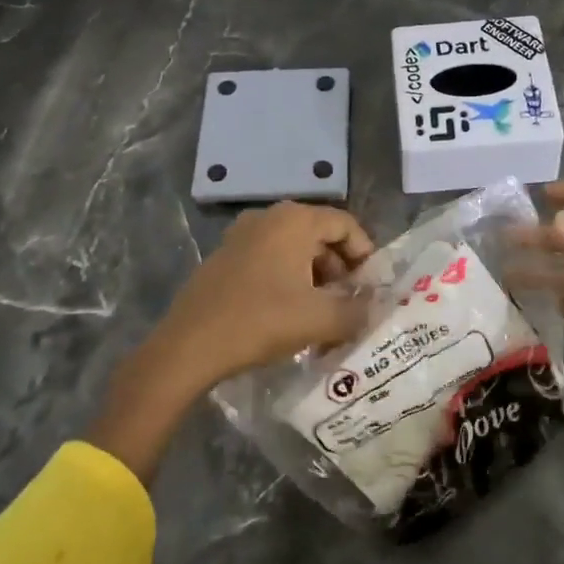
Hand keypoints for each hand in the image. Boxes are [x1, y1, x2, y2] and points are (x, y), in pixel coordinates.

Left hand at [150, 200, 375, 386]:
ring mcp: (241, 235)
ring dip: (314, 276)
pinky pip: (269, 259)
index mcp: (294, 220)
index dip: (365, 254)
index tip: (370, 287)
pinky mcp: (225, 257)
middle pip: (319, 235)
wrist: (189, 345)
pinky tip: (288, 313)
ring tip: (321, 313)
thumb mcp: (320, 319)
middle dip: (340, 269)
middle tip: (348, 303)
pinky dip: (288, 279)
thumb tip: (374, 307)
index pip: (345, 224)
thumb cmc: (261, 321)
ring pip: (294, 249)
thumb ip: (357, 311)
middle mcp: (268, 217)